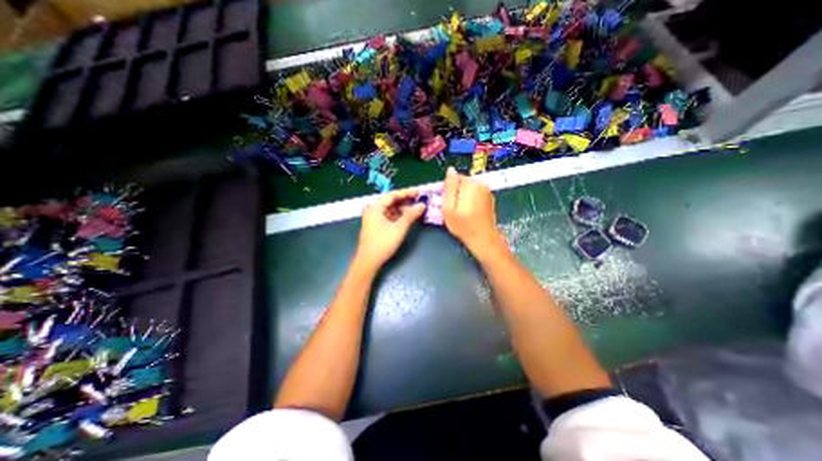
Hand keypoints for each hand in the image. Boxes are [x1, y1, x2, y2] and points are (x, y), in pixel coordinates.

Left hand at [358, 188, 425, 272]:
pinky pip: (390, 216)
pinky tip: (409, 216)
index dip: (407, 192)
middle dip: (406, 200)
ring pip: (391, 209)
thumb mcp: (399, 228)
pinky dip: (399, 216)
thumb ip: (411, 215)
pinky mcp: (377, 226)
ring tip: (417, 207)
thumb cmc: (383, 243)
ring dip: (403, 208)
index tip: (419, 191)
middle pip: (391, 201)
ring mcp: (374, 218)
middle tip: (420, 199)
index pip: (392, 195)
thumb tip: (422, 205)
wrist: (369, 262)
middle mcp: (373, 210)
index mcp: (375, 207)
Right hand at [444, 167, 508, 256]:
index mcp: (471, 184)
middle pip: (462, 182)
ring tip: (460, 211)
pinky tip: (468, 212)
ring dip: (462, 196)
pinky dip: (470, 200)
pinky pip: (475, 194)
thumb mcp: (449, 207)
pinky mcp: (490, 199)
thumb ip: (449, 187)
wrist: (483, 239)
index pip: (455, 177)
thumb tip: (450, 170)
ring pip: (469, 188)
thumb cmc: (463, 225)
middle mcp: (481, 184)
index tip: (444, 200)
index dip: (447, 188)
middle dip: (455, 192)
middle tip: (451, 208)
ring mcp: (487, 192)